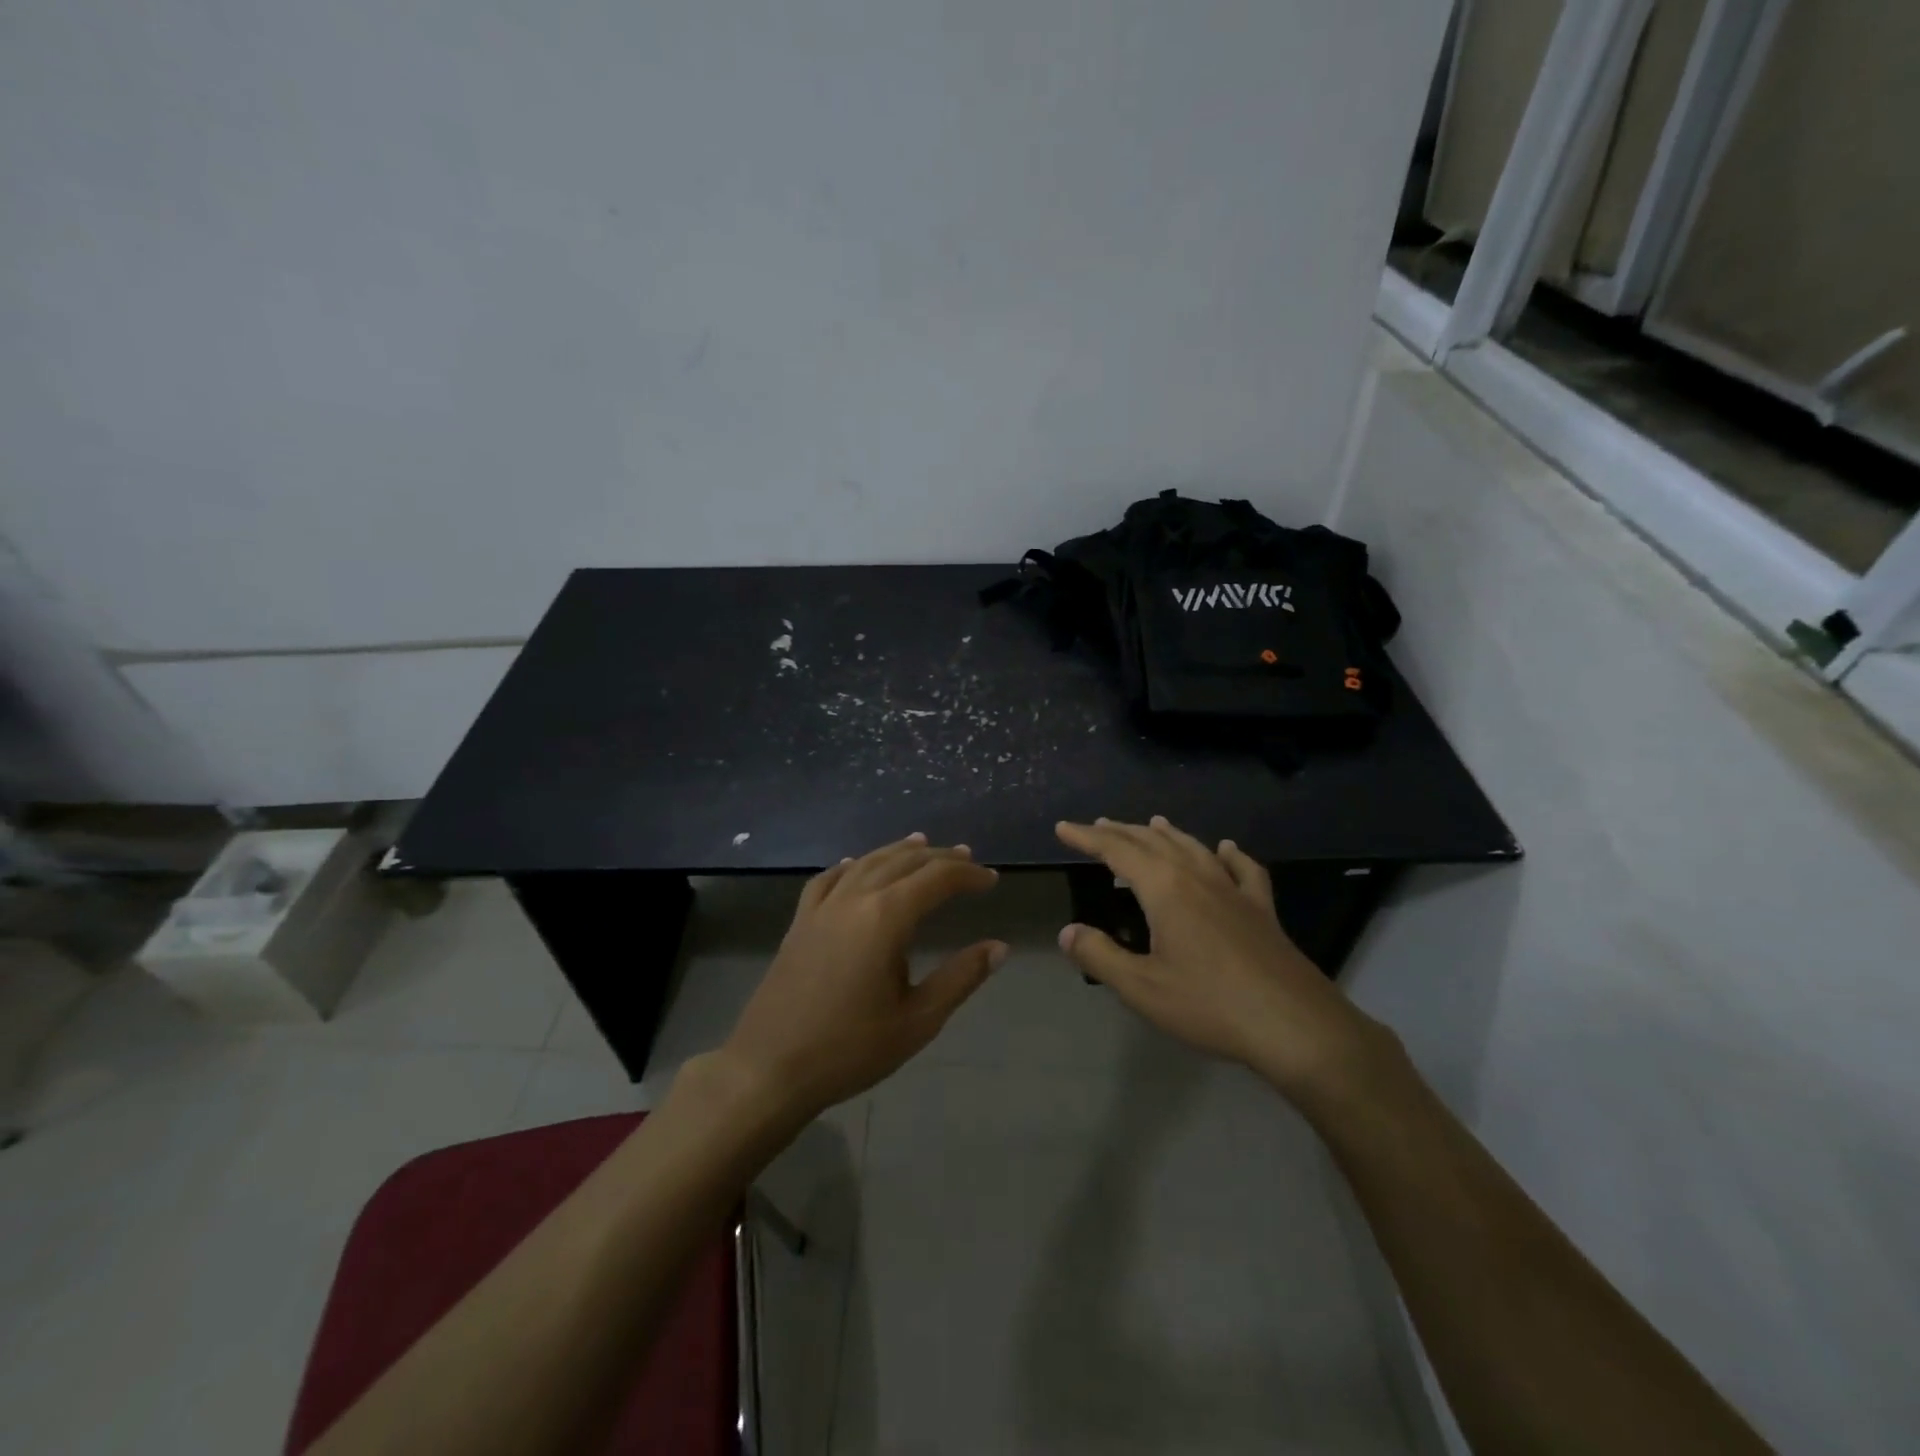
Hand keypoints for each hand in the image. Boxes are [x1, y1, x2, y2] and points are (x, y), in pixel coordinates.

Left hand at [718, 833, 1004, 1119]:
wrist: (770, 1069)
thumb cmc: (850, 1049)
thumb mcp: (917, 1020)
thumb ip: (961, 978)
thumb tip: (999, 947)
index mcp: (886, 917)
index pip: (936, 879)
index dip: (967, 875)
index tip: (991, 880)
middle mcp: (854, 899)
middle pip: (903, 862)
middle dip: (938, 857)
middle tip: (966, 857)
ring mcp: (822, 908)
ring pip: (866, 863)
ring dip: (898, 851)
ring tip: (922, 844)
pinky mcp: (799, 922)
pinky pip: (828, 880)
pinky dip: (850, 867)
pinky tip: (855, 865)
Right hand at [1055, 817, 1390, 1104]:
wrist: (1295, 1026)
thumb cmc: (1210, 1006)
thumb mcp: (1142, 988)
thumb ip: (1100, 956)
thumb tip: (1067, 931)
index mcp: (1165, 890)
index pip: (1117, 851)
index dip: (1087, 837)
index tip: (1064, 828)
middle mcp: (1198, 878)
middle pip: (1153, 842)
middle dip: (1121, 831)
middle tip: (1097, 826)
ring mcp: (1234, 891)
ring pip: (1194, 848)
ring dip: (1167, 834)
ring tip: (1150, 823)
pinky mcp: (1262, 910)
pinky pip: (1243, 869)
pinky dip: (1228, 854)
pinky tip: (1226, 848)